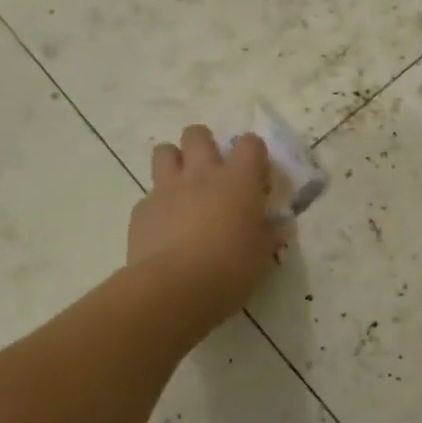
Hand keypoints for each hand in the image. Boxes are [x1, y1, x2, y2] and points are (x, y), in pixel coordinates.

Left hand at [128, 126, 284, 327]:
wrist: (174, 288)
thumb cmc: (230, 269)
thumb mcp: (262, 254)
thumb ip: (269, 234)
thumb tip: (279, 226)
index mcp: (239, 181)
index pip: (250, 143)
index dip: (253, 153)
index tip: (255, 175)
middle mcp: (202, 174)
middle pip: (197, 134)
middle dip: (204, 145)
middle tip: (211, 172)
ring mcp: (167, 189)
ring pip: (164, 151)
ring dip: (174, 162)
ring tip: (183, 187)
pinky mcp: (142, 210)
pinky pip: (149, 195)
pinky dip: (158, 205)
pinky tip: (164, 228)